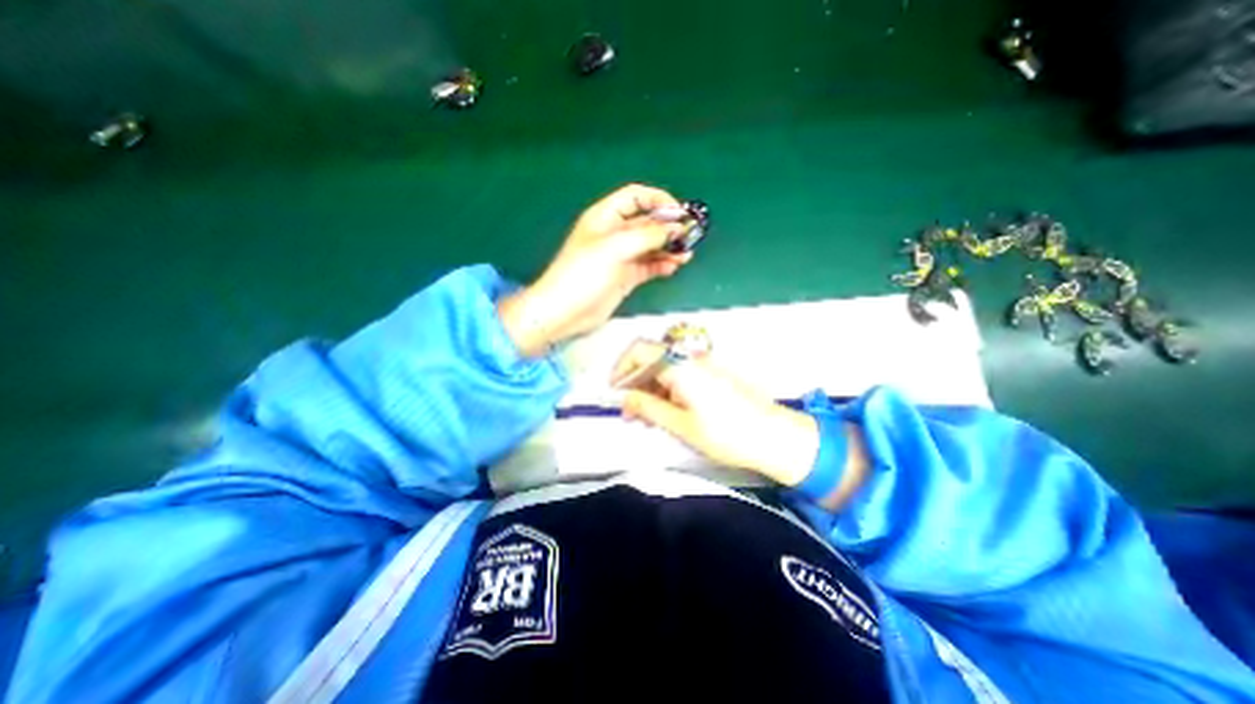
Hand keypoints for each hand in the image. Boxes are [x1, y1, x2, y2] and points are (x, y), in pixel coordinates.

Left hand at [500, 185, 696, 356]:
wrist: (565, 312)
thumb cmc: (584, 273)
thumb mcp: (615, 248)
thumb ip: (648, 235)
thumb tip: (676, 228)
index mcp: (606, 217)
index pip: (636, 197)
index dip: (658, 200)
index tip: (680, 212)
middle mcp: (615, 233)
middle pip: (647, 222)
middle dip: (668, 227)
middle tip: (690, 236)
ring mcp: (621, 257)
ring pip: (651, 246)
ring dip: (669, 248)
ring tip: (686, 255)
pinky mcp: (626, 277)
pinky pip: (649, 266)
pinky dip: (662, 265)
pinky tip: (673, 267)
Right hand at [610, 342, 826, 488]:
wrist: (773, 436)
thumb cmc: (725, 433)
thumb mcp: (681, 425)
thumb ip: (648, 407)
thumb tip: (625, 398)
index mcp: (679, 365)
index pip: (639, 350)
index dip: (621, 368)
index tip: (614, 391)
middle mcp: (690, 358)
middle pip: (652, 358)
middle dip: (635, 381)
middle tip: (629, 411)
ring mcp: (703, 364)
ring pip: (666, 367)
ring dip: (650, 387)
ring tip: (646, 416)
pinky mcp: (712, 374)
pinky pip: (681, 374)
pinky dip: (667, 388)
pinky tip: (667, 411)